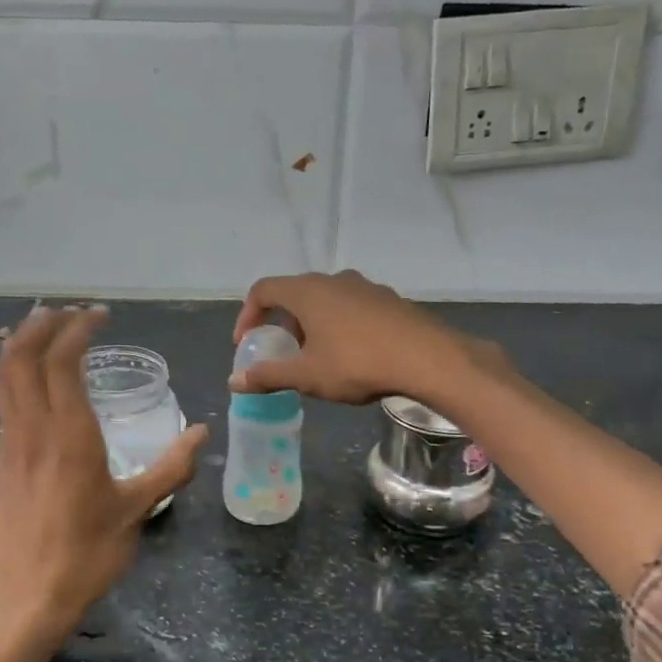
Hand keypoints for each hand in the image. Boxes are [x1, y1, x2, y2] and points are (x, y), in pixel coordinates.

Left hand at [0, 306, 207, 644]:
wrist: (30, 597)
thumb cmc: (89, 553)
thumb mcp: (138, 509)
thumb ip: (172, 466)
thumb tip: (202, 433)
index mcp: (71, 435)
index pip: (62, 361)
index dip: (77, 329)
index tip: (99, 317)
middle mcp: (33, 430)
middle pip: (22, 357)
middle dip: (41, 325)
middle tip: (67, 312)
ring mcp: (10, 446)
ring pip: (4, 378)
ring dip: (20, 345)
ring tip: (41, 328)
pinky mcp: (0, 463)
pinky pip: (3, 404)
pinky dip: (13, 376)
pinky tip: (32, 381)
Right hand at [229, 270, 490, 405]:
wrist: (428, 359)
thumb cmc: (357, 364)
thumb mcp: (307, 376)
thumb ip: (268, 376)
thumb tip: (234, 381)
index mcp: (307, 291)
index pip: (263, 290)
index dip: (247, 315)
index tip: (246, 344)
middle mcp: (334, 279)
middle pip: (295, 293)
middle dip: (282, 323)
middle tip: (282, 353)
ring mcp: (365, 287)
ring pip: (325, 300)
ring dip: (311, 325)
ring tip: (316, 357)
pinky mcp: (389, 300)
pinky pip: (351, 307)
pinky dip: (338, 325)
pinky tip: (351, 354)